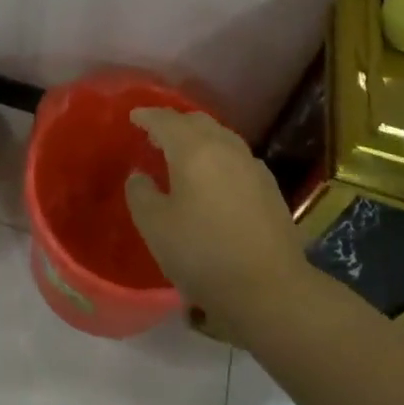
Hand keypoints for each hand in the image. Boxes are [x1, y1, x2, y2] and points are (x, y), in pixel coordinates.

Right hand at [125, 108, 306, 330]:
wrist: (270, 288)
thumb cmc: (203, 254)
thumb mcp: (155, 227)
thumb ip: (140, 194)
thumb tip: (140, 176)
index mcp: (194, 150)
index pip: (166, 120)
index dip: (147, 116)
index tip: (134, 117)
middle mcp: (225, 147)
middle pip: (197, 121)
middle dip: (174, 123)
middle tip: (155, 136)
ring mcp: (252, 165)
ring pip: (220, 137)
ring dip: (199, 138)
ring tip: (183, 156)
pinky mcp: (269, 186)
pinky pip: (236, 157)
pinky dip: (218, 157)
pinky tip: (215, 178)